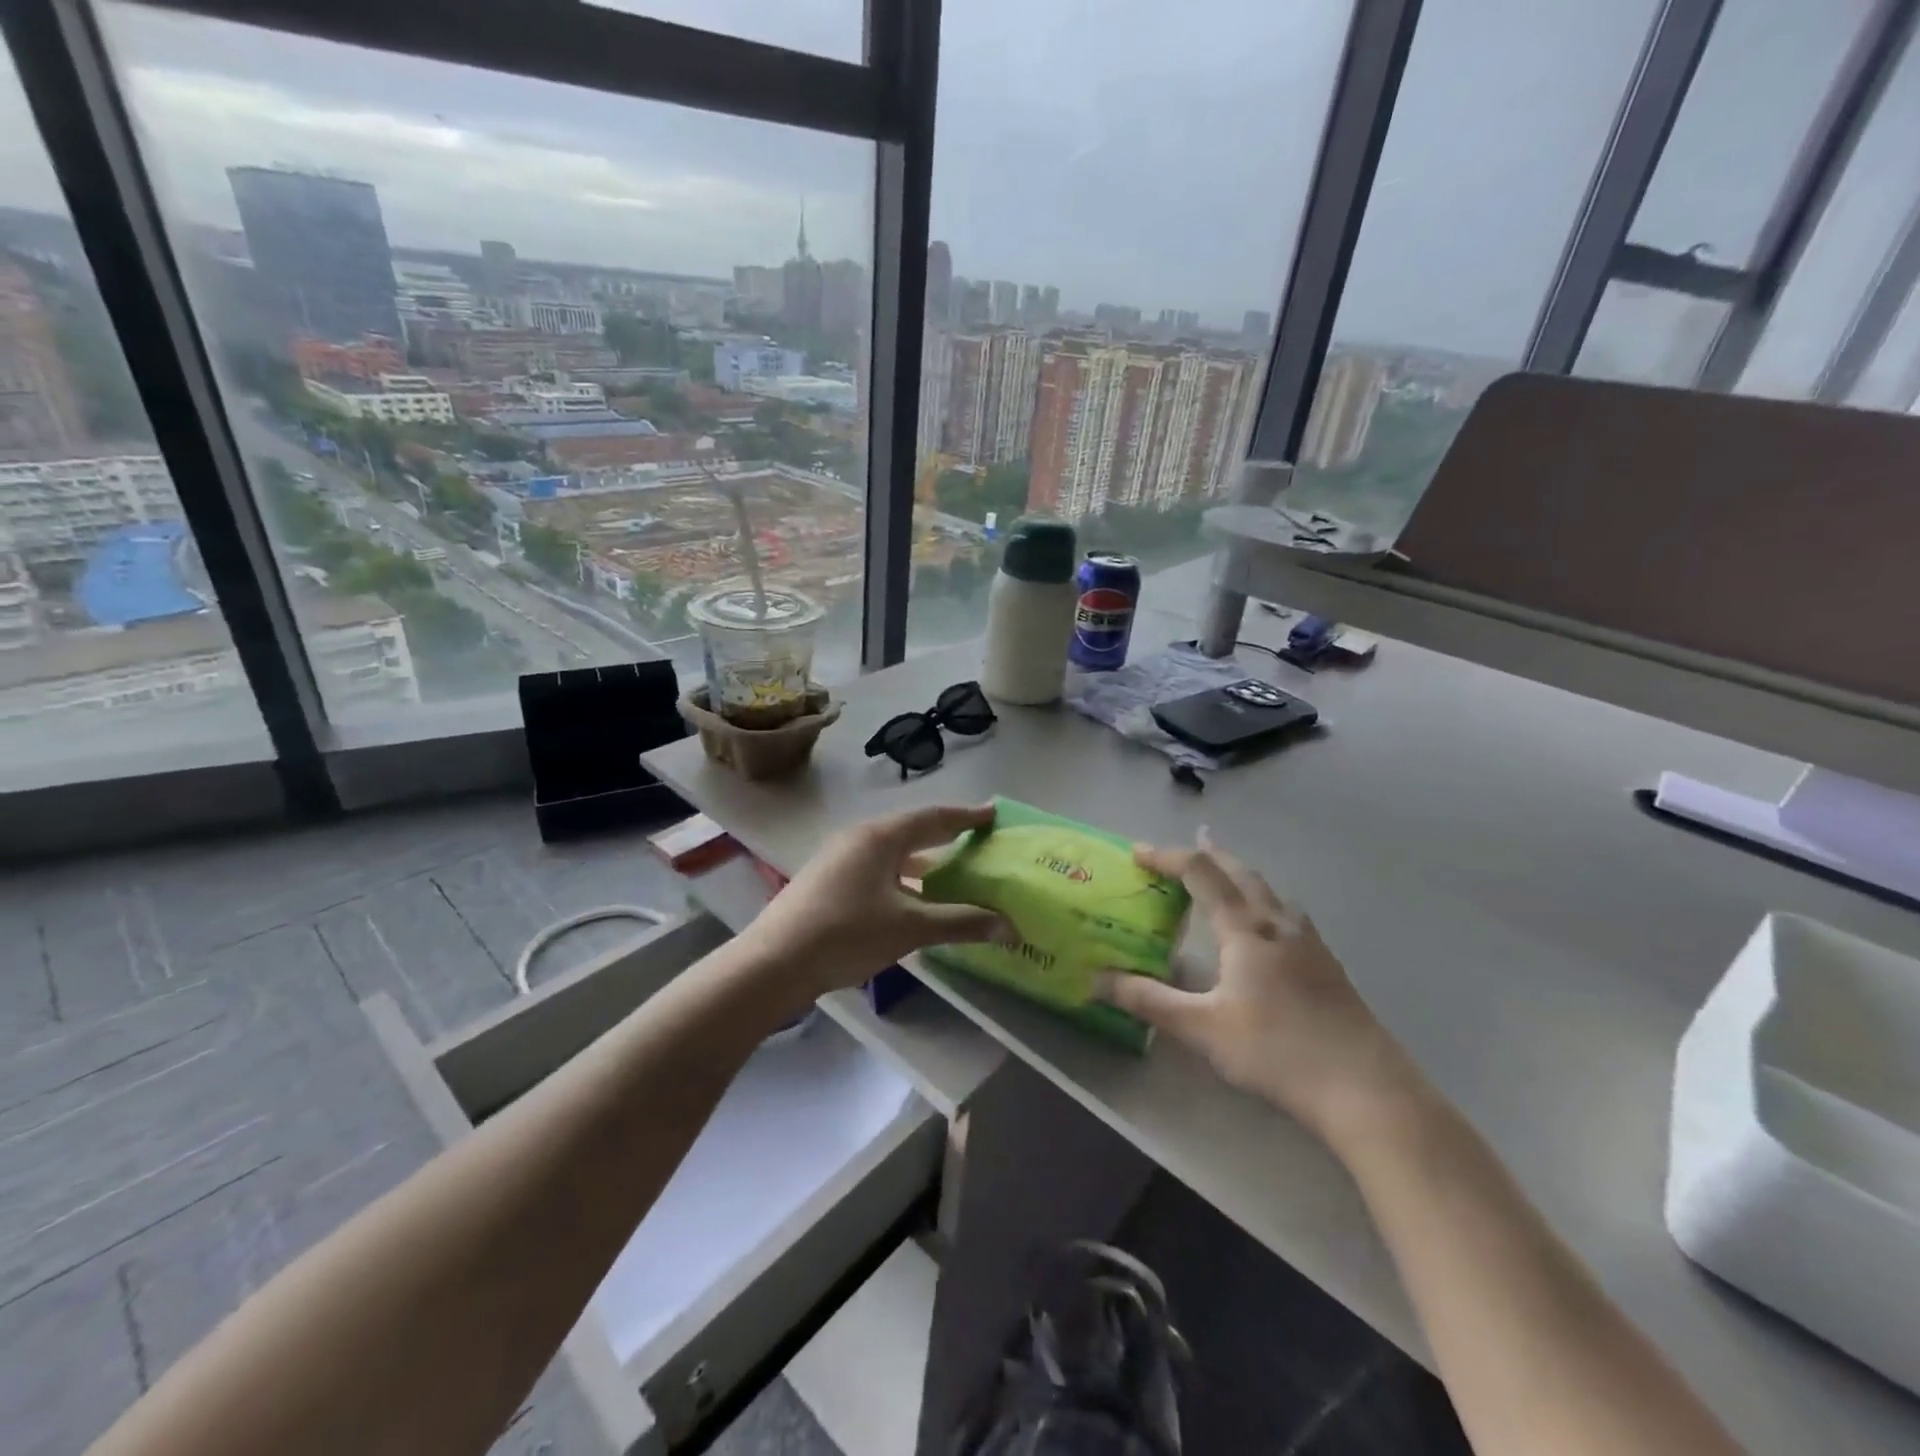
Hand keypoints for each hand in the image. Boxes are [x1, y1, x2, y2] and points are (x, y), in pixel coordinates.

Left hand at [740, 804, 1012, 999]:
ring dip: (922, 860)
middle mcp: (859, 838)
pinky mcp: (828, 881)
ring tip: (951, 871)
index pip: (933, 818)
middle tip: (977, 837)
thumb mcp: (910, 927)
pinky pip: (876, 868)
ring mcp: (839, 858)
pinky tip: (911, 899)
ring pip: (892, 852)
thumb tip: (1010, 927)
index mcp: (880, 837)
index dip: (966, 816)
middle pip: (911, 830)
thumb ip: (961, 923)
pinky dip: (901, 876)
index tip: (992, 813)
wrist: (774, 962)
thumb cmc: (846, 933)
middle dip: (945, 835)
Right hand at [1097, 829, 1418, 1141]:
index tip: (1138, 853)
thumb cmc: (1277, 1052)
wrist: (1366, 1089)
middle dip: (1211, 854)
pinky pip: (1288, 914)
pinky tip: (1269, 928)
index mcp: (1245, 929)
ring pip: (1270, 891)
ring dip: (1242, 874)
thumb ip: (1148, 1001)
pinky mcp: (1329, 966)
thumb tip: (1096, 980)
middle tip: (1191, 841)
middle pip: (1241, 872)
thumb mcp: (1202, 1029)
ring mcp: (1310, 944)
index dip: (1167, 857)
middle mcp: (1278, 924)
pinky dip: (1265, 901)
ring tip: (1227, 876)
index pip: (1201, 874)